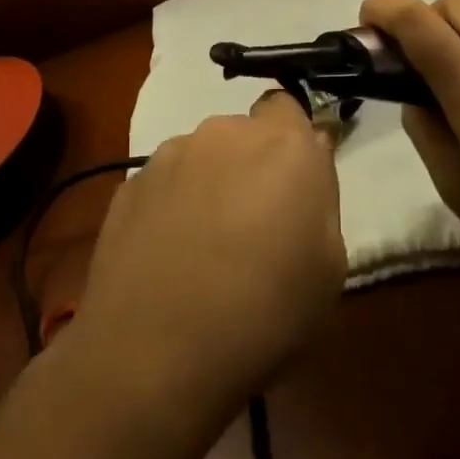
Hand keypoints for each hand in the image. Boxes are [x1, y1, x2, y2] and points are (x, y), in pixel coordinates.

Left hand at [70, 94, 344, 432]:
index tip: (295, 184)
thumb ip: (321, 199)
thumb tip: (308, 161)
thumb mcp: (330, 268)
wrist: (155, 351)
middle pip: (244, 134)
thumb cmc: (264, 314)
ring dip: (210, 184)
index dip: (293, 141)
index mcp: (283, 145)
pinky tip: (169, 256)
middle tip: (255, 224)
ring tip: (205, 247)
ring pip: (202, 157)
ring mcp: (169, 156)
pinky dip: (172, 205)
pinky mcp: (129, 184)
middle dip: (252, 165)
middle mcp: (223, 133)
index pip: (289, 107)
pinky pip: (165, 182)